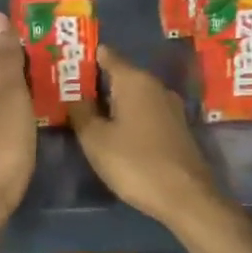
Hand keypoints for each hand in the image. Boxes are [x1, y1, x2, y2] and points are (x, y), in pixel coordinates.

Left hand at [0, 12, 36, 219]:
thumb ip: (4, 58)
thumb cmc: (1, 146)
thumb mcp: (10, 96)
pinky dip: (18, 126)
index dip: (25, 60)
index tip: (53, 62)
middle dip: (25, 82)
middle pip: (1, 85)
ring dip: (23, 105)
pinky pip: (4, 129)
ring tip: (54, 106)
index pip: (0, 62)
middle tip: (61, 84)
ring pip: (2, 108)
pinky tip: (35, 134)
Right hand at [67, 45, 223, 228]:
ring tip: (86, 113)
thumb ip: (80, 112)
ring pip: (133, 95)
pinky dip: (127, 115)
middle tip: (67, 92)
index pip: (106, 55)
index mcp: (134, 80)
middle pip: (120, 74)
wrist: (186, 197)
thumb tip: (73, 95)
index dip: (85, 57)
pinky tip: (114, 131)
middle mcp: (155, 85)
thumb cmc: (135, 162)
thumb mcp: (95, 139)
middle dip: (95, 82)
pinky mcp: (176, 127)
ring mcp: (169, 107)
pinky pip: (145, 111)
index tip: (64, 64)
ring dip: (111, 101)